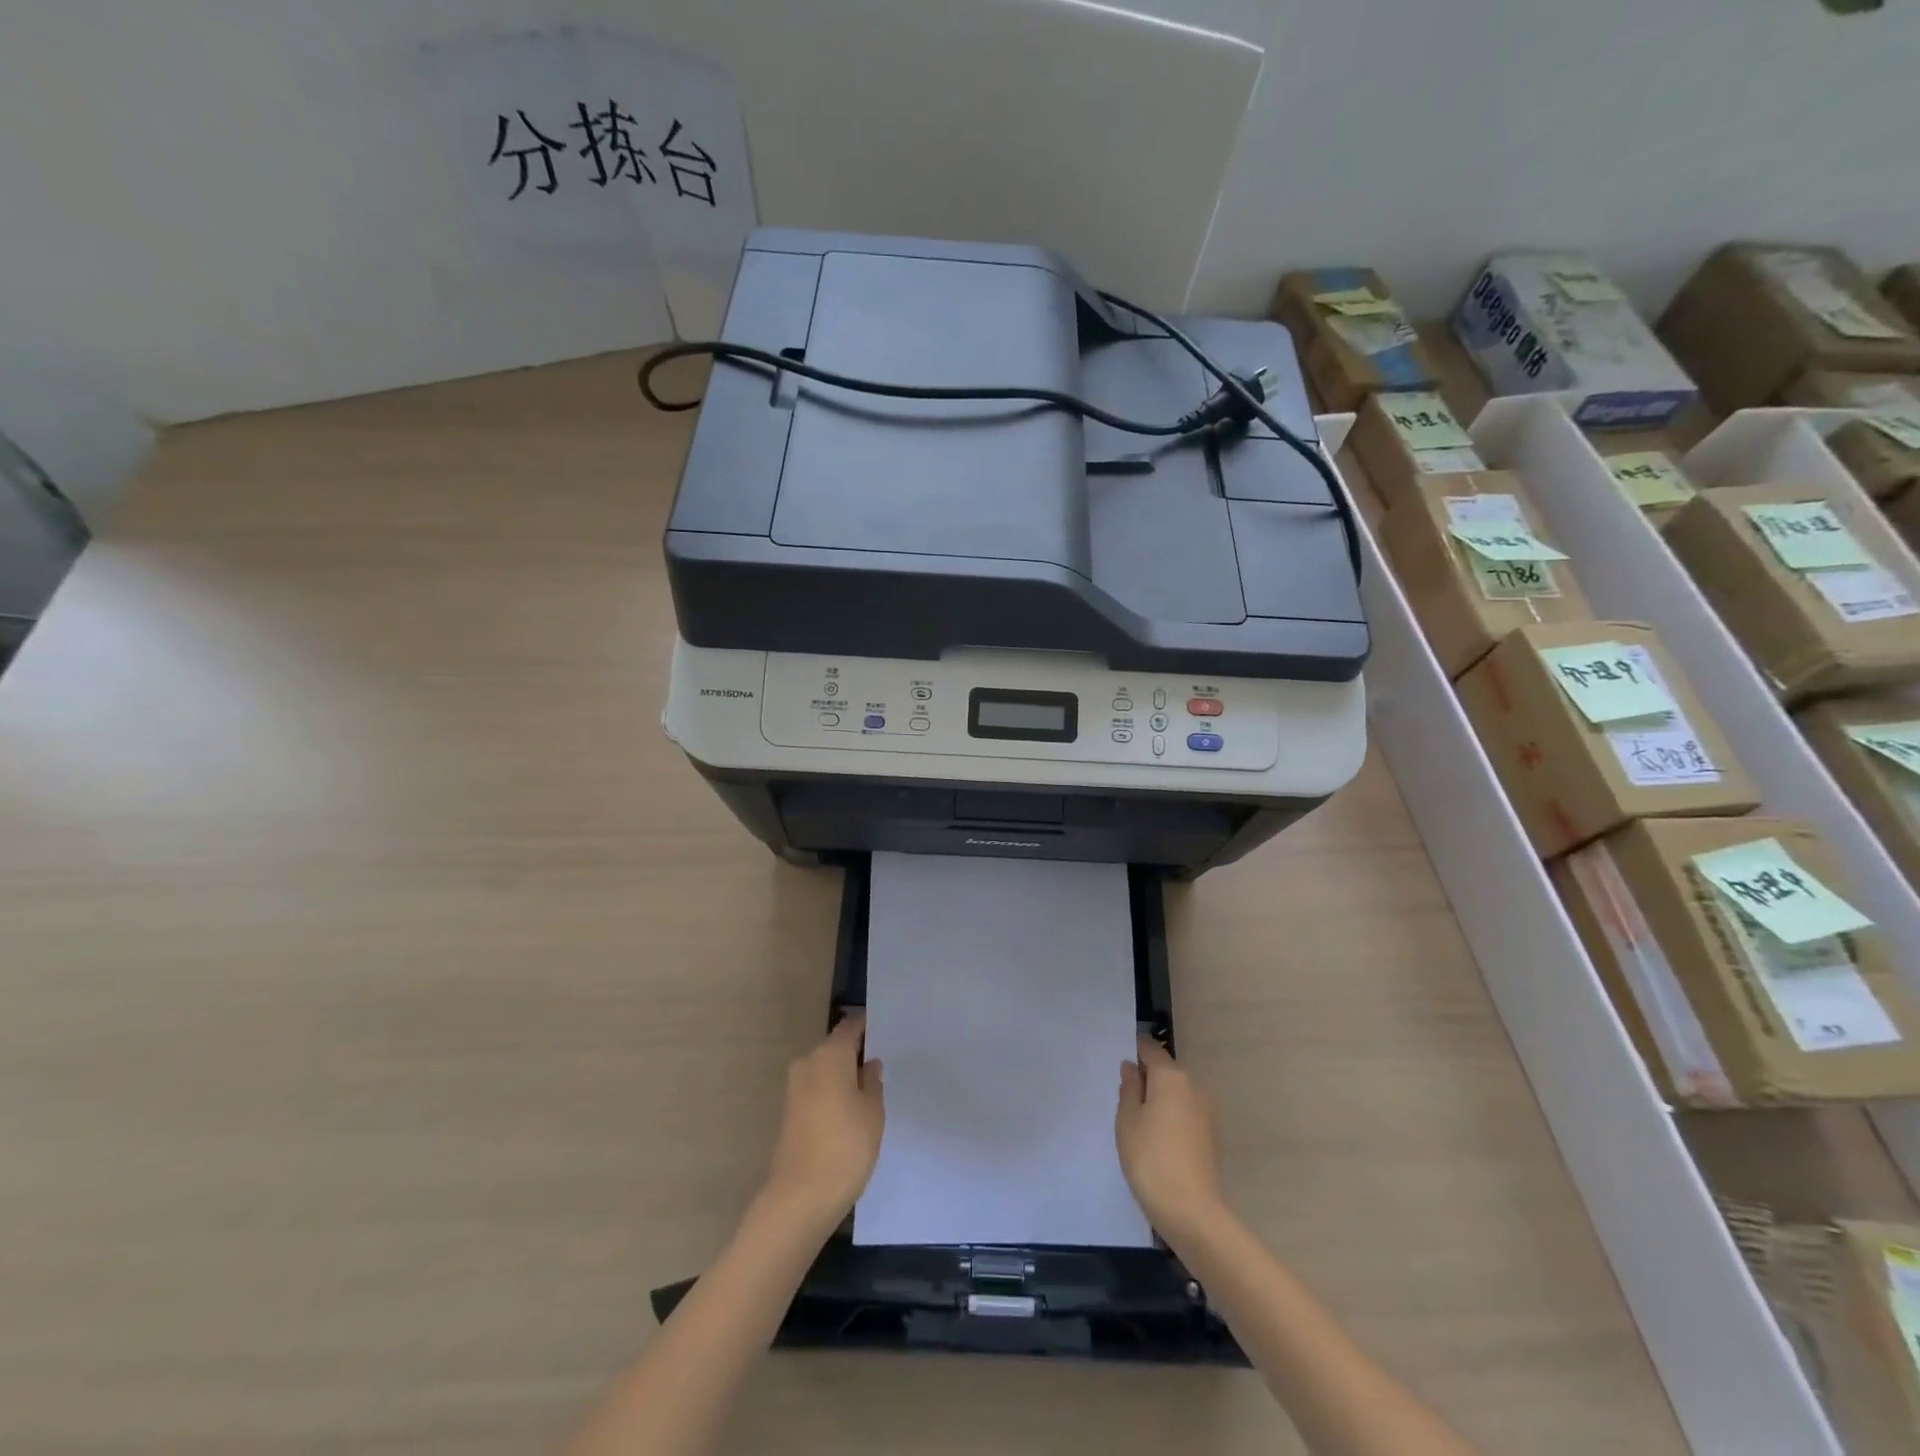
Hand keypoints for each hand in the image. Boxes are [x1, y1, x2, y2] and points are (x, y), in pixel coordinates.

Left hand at [759, 1015, 884, 1230]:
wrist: (800, 1198)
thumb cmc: (846, 1147)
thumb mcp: (873, 1112)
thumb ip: (872, 1082)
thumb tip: (868, 1064)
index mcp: (830, 1055)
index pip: (851, 1026)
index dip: (867, 1027)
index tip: (886, 1032)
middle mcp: (808, 1063)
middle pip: (835, 1047)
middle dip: (856, 1053)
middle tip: (882, 1065)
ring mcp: (795, 1088)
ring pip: (825, 1069)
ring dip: (843, 1075)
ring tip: (869, 1091)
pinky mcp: (790, 1112)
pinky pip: (816, 1089)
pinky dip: (832, 1093)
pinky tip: (849, 1111)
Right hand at [1116, 1036, 1226, 1237]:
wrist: (1191, 1212)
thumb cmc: (1150, 1159)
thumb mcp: (1127, 1121)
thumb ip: (1129, 1089)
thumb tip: (1132, 1068)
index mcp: (1171, 1078)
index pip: (1151, 1050)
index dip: (1135, 1050)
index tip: (1119, 1061)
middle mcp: (1192, 1087)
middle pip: (1166, 1071)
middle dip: (1146, 1077)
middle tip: (1123, 1095)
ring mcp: (1205, 1112)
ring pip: (1176, 1093)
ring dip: (1158, 1098)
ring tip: (1136, 1119)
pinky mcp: (1210, 1136)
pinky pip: (1185, 1112)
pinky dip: (1170, 1115)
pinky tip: (1156, 1137)